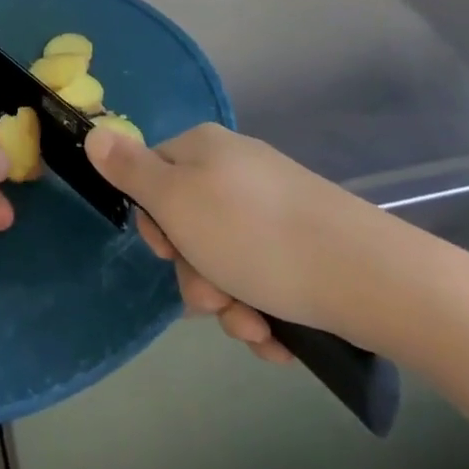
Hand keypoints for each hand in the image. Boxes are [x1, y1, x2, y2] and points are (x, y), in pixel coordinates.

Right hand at [87, 122, 403, 355]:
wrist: (371, 277)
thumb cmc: (257, 237)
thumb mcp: (177, 201)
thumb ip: (130, 170)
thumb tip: (96, 131)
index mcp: (205, 150)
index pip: (152, 176)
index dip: (155, 223)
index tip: (170, 251)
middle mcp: (239, 172)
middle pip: (189, 226)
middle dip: (197, 276)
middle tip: (216, 299)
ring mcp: (276, 209)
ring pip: (226, 263)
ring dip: (230, 304)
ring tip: (256, 327)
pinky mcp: (308, 247)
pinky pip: (265, 280)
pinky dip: (264, 311)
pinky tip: (280, 337)